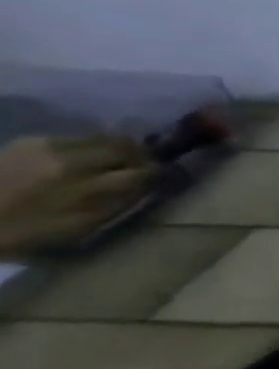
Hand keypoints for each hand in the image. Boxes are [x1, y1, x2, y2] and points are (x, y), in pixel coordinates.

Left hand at [0, 133, 155, 257]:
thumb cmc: (22, 232)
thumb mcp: (78, 227)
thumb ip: (116, 204)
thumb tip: (146, 188)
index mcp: (84, 186)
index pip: (141, 173)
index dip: (158, 176)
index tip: (165, 180)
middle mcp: (71, 159)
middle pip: (126, 148)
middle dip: (142, 157)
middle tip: (147, 168)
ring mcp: (48, 146)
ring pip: (105, 137)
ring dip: (119, 148)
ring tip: (122, 161)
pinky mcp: (31, 140)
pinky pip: (77, 137)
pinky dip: (92, 146)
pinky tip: (87, 158)